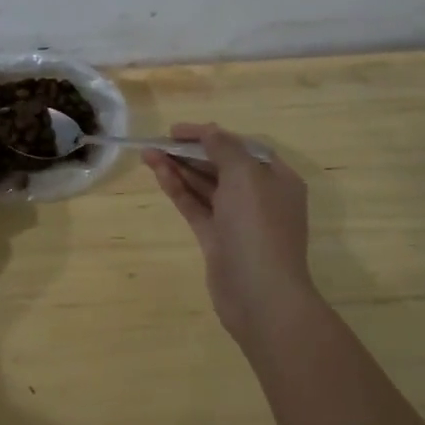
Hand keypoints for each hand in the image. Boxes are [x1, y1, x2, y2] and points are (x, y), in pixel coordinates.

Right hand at [144, 124, 313, 342]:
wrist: (260, 294)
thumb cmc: (258, 227)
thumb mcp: (245, 176)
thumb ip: (224, 148)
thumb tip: (209, 131)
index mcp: (276, 179)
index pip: (240, 147)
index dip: (209, 134)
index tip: (177, 130)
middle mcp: (259, 197)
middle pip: (220, 165)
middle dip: (189, 152)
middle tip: (158, 142)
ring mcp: (237, 220)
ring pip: (204, 186)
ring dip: (178, 168)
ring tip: (148, 154)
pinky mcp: (217, 239)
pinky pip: (195, 206)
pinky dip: (178, 190)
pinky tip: (159, 175)